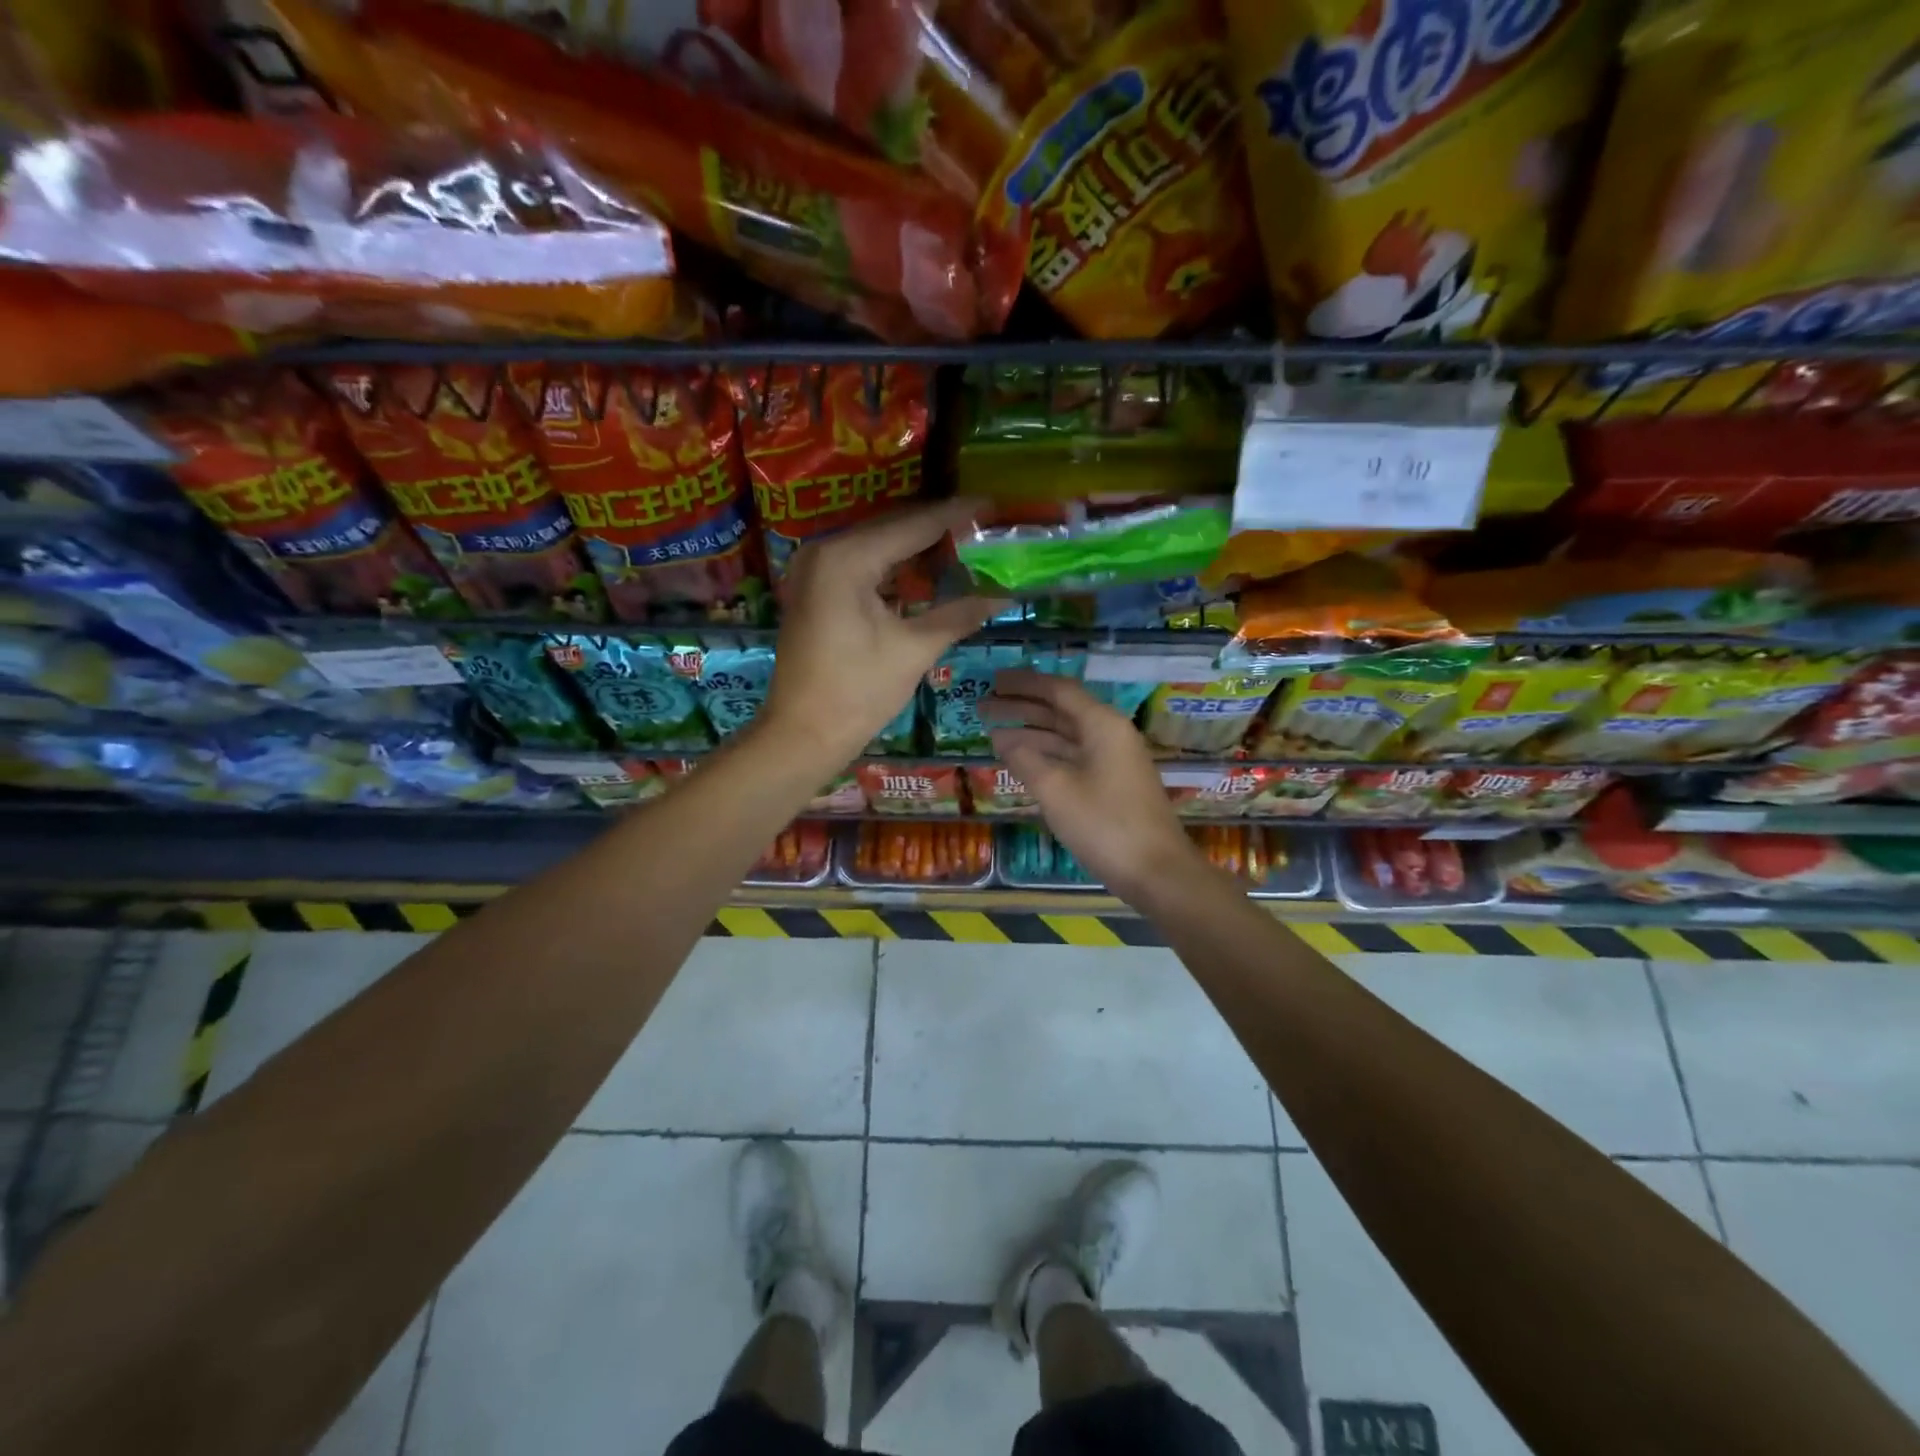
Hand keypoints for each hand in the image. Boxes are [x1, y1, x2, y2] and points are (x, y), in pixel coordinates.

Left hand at [764, 501, 998, 766]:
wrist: (802, 735)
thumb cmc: (858, 693)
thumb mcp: (915, 650)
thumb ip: (960, 613)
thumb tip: (1005, 593)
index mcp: (847, 558)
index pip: (913, 525)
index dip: (956, 515)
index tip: (993, 505)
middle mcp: (824, 550)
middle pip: (893, 528)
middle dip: (939, 528)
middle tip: (985, 526)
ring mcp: (814, 569)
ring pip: (877, 545)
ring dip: (917, 548)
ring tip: (965, 545)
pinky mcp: (814, 589)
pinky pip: (862, 565)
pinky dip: (894, 567)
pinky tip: (926, 573)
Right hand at [982, 669, 1199, 900]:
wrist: (1156, 872)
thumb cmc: (1104, 824)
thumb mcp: (1056, 789)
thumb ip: (1025, 758)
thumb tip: (1002, 738)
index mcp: (1102, 725)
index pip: (1058, 690)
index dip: (1024, 684)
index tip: (993, 681)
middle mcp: (1110, 734)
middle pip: (1061, 710)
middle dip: (1022, 707)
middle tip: (983, 706)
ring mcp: (1114, 760)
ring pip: (1066, 736)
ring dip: (1031, 733)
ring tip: (992, 733)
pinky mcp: (1113, 784)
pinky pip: (1073, 757)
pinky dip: (1046, 755)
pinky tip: (1022, 761)